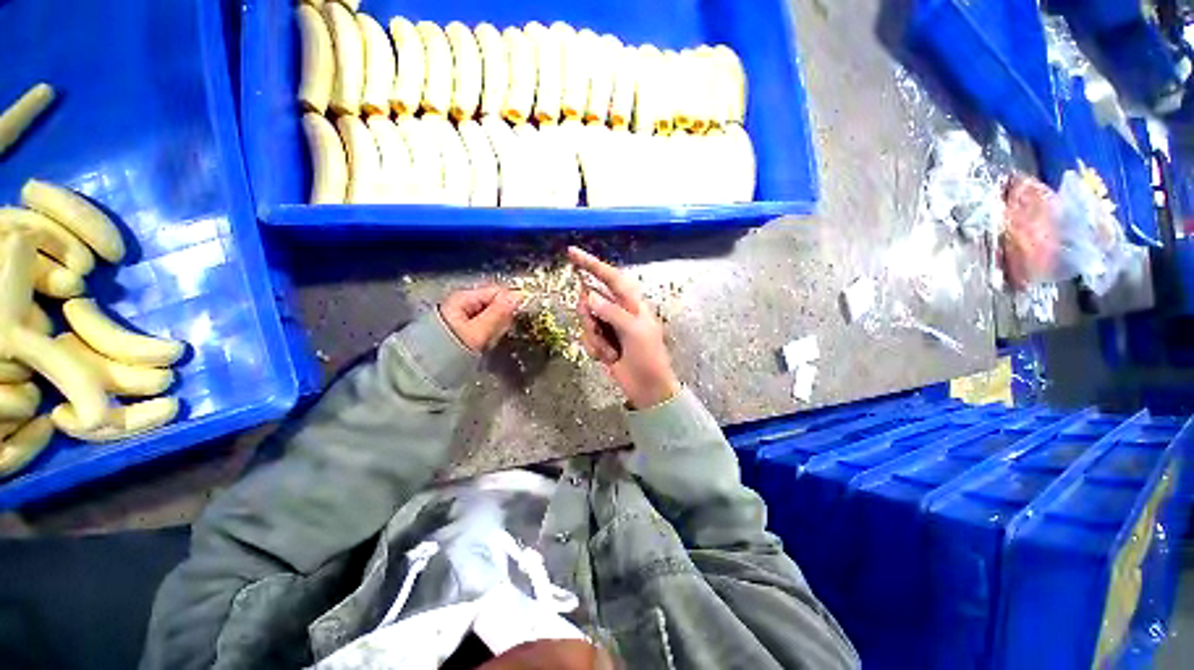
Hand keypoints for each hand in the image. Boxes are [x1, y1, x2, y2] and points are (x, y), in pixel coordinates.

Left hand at [440, 285, 523, 352]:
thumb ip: (498, 313)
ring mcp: (463, 317)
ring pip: (491, 316)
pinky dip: (490, 333)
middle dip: (504, 316)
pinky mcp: (464, 329)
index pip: (497, 291)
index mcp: (464, 298)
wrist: (426, 372)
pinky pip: (484, 326)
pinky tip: (489, 343)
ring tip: (495, 339)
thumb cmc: (450, 349)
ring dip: (498, 326)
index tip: (522, 315)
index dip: (512, 301)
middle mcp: (463, 303)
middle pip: (494, 303)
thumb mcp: (477, 331)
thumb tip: (518, 296)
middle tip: (507, 331)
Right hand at [567, 247, 679, 409]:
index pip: (610, 277)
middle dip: (590, 317)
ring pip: (586, 320)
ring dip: (595, 338)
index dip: (592, 264)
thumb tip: (589, 296)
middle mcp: (618, 311)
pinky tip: (609, 358)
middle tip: (598, 331)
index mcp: (632, 303)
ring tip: (611, 351)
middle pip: (591, 300)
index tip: (572, 253)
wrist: (647, 388)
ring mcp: (609, 327)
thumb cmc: (648, 357)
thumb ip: (612, 312)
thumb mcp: (634, 332)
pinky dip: (595, 349)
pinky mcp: (602, 342)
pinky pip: (587, 338)